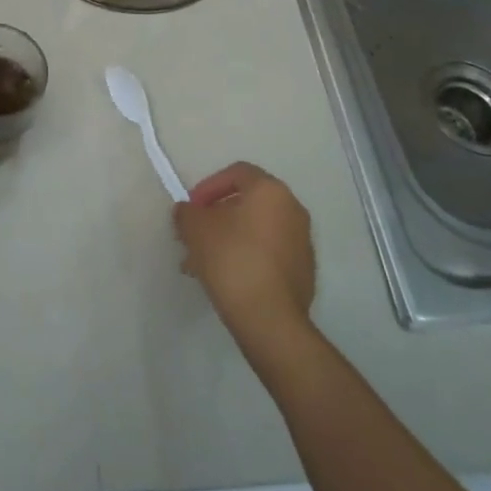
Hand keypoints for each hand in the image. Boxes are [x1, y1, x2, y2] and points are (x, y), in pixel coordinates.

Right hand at [173, 162, 315, 340]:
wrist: (269, 318)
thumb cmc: (231, 259)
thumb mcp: (195, 229)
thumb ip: (186, 212)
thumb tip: (187, 211)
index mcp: (270, 191)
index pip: (237, 173)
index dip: (208, 186)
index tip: (192, 208)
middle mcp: (292, 209)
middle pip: (247, 203)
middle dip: (216, 217)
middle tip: (194, 236)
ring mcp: (302, 241)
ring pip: (256, 230)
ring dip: (228, 239)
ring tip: (202, 263)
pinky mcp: (303, 271)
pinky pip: (268, 253)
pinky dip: (246, 257)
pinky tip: (226, 278)